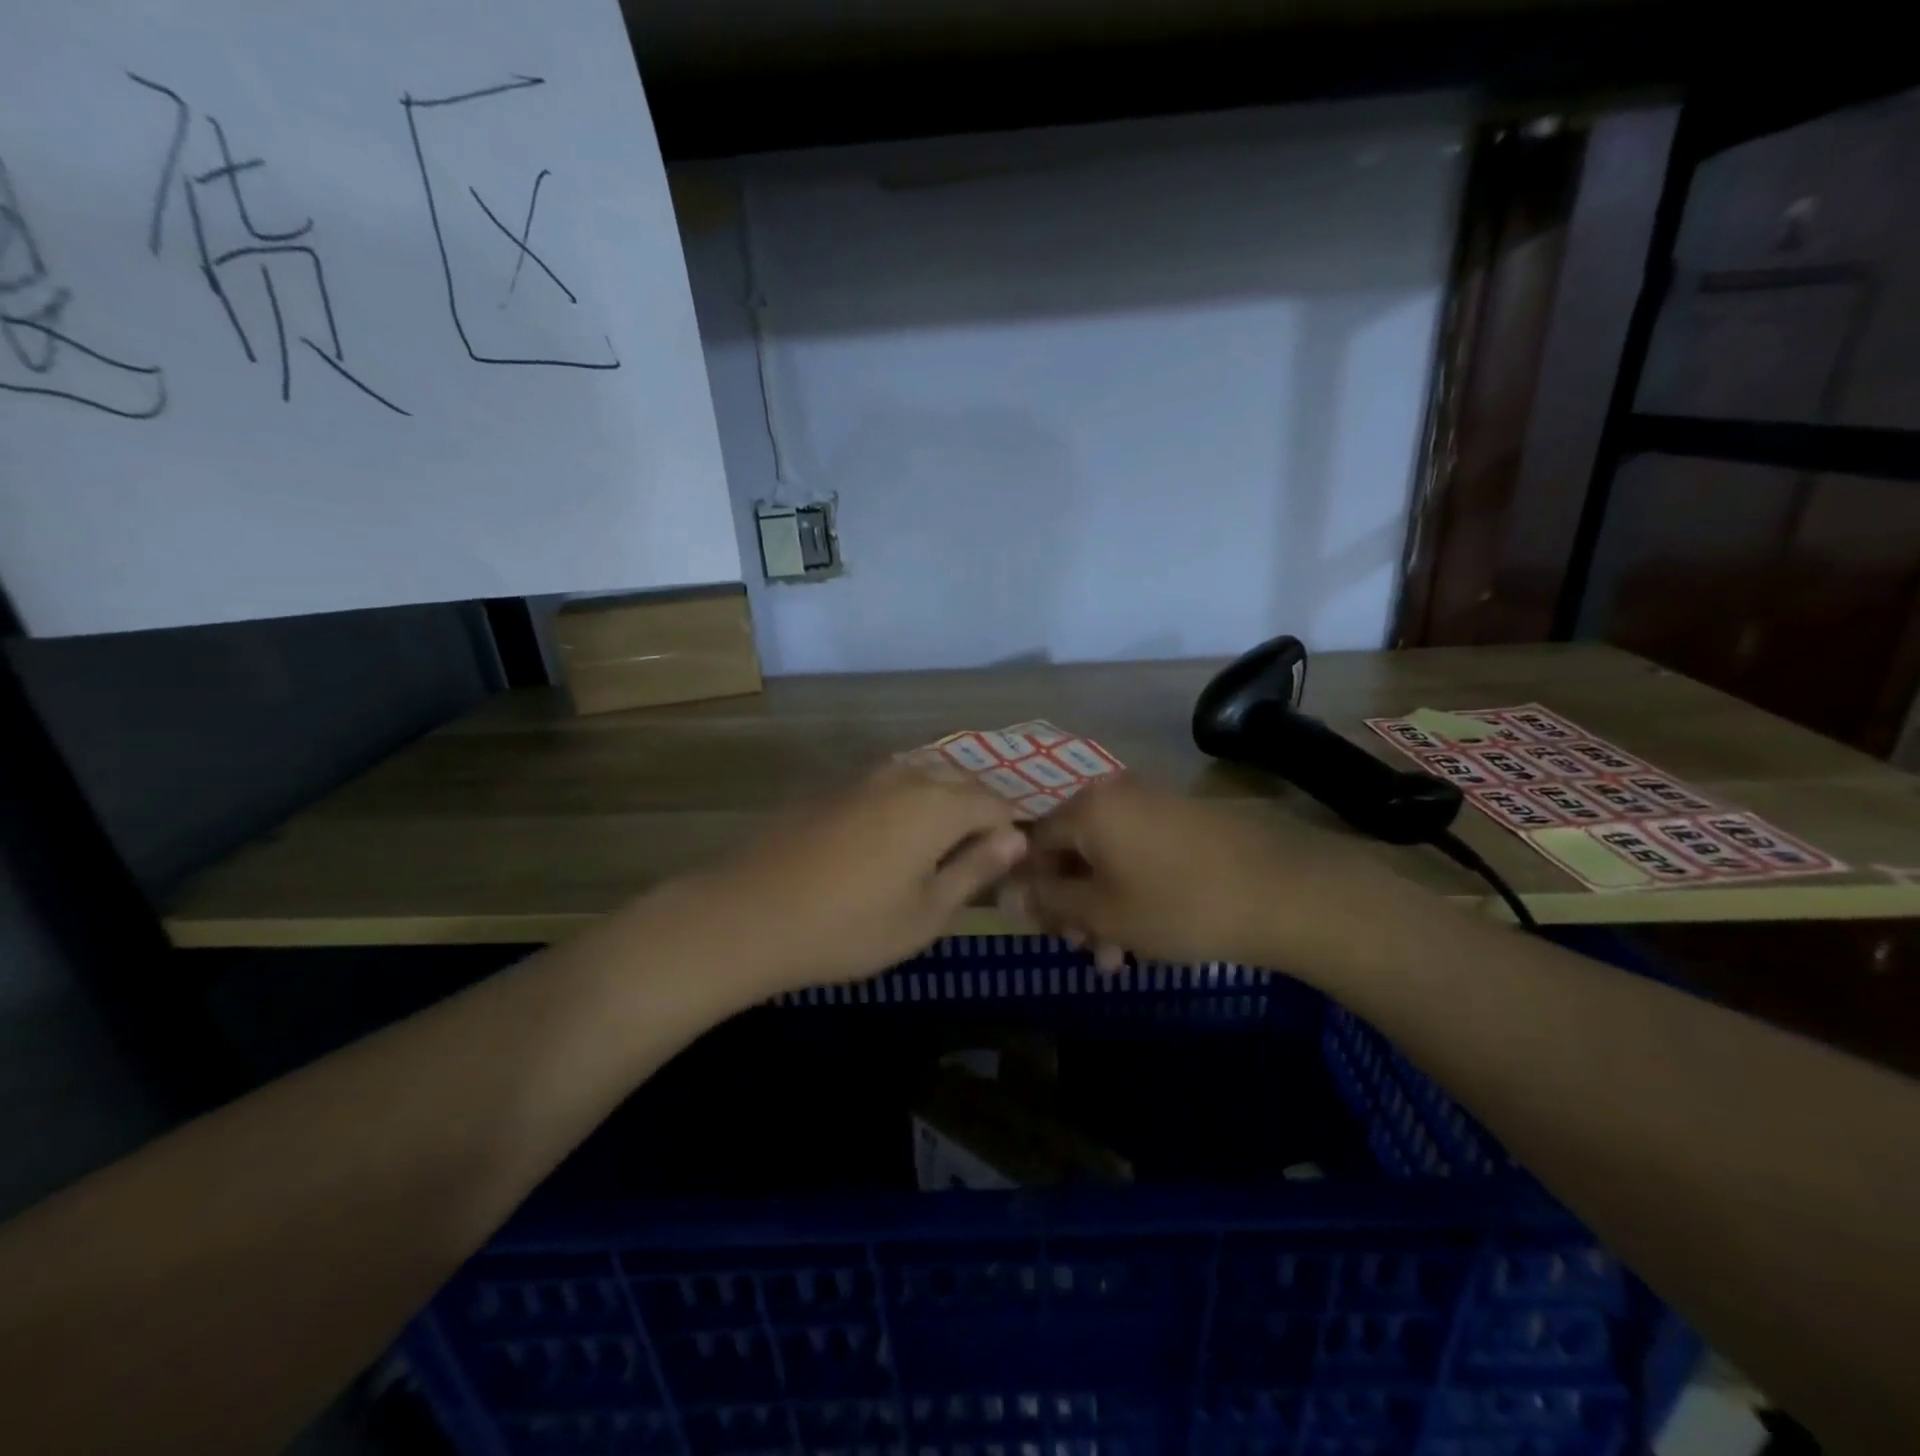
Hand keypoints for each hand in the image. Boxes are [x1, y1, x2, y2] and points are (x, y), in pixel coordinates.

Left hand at [676, 763, 1028, 996]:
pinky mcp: (832, 787)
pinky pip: (887, 782)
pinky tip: (888, 836)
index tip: (1005, 865)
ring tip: (936, 844)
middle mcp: (906, 777)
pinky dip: (905, 800)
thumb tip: (1015, 838)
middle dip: (978, 811)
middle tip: (975, 856)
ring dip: (941, 800)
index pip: (995, 803)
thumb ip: (975, 869)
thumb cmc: (851, 926)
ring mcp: (864, 777)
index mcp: (937, 805)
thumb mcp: (927, 913)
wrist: (751, 915)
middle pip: (960, 781)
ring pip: (922, 774)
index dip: (1009, 830)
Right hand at [1004, 776, 1419, 972]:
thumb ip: (1050, 901)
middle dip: (1072, 904)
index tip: (1042, 929)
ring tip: (1118, 957)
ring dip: (1103, 905)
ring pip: (1107, 857)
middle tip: (1085, 950)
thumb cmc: (1179, 904)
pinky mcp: (1186, 820)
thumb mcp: (1104, 912)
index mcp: (1087, 808)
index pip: (1032, 843)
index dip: (1030, 889)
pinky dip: (1133, 889)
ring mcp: (1154, 804)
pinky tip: (1148, 932)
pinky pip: (1140, 852)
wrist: (1286, 890)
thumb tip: (1006, 893)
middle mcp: (1115, 794)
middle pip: (1071, 850)